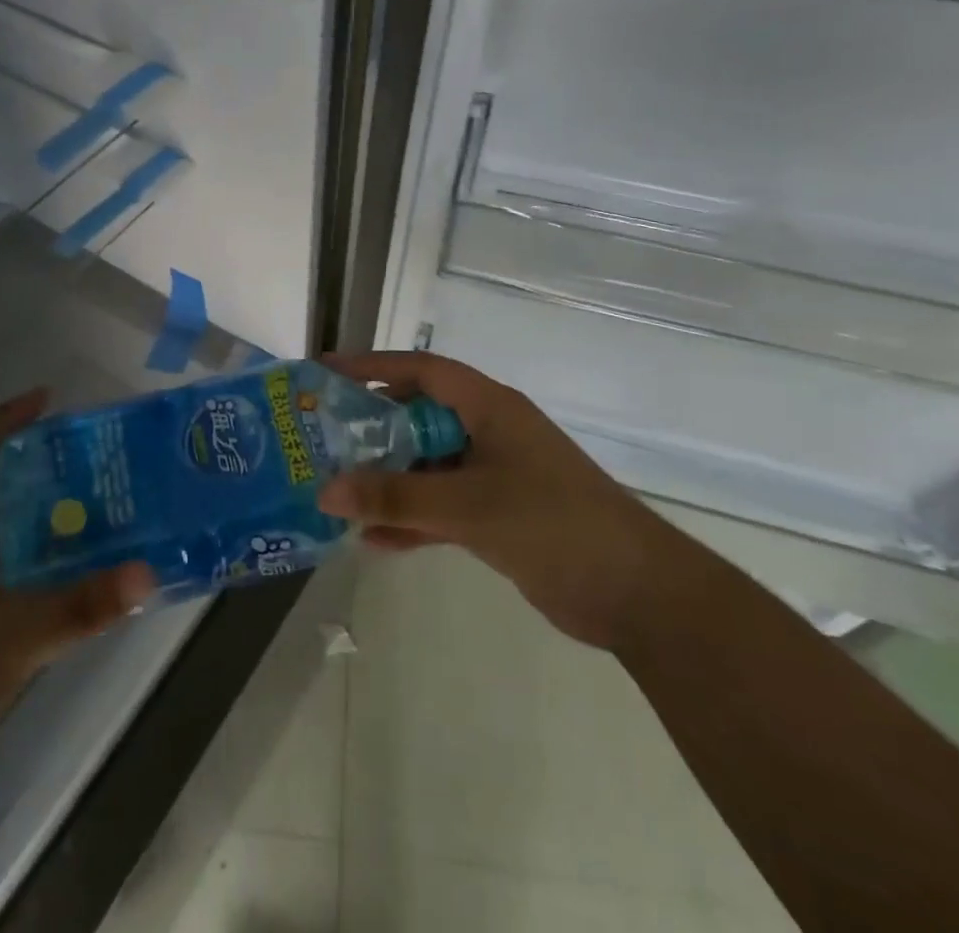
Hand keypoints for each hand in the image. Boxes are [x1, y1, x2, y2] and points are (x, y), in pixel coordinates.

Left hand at [0, 390, 154, 828]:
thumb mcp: (14, 637)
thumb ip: (82, 606)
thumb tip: (148, 573)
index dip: (5, 424)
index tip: (45, 397)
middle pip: (8, 500)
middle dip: (51, 472)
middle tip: (106, 460)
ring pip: (25, 548)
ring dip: (63, 527)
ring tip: (119, 512)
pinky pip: (34, 592)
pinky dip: (65, 578)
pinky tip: (100, 585)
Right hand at [316, 352, 665, 648]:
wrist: (636, 593)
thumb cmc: (553, 524)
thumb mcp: (468, 506)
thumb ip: (396, 499)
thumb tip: (325, 491)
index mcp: (489, 407)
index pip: (422, 370)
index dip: (373, 365)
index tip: (328, 372)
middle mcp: (489, 431)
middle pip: (419, 416)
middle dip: (372, 427)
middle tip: (322, 437)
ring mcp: (495, 474)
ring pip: (427, 465)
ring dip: (388, 478)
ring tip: (337, 489)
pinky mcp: (498, 515)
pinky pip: (442, 506)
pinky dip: (412, 518)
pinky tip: (372, 540)